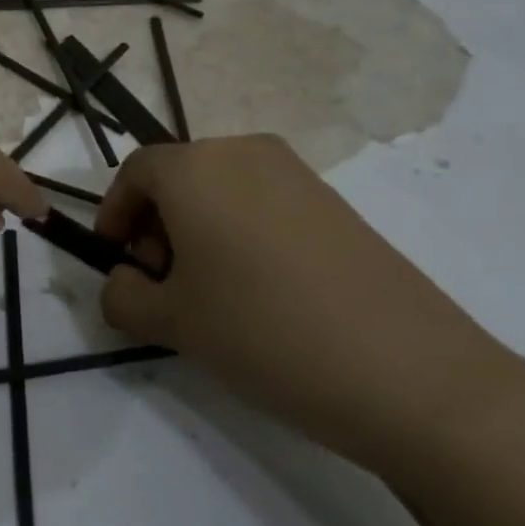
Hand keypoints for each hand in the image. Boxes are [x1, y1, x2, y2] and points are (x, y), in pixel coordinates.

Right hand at [94, 135, 515, 471]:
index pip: (135, 172)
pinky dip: (241, 234)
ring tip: (210, 294)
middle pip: (179, 177)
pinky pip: (264, 204)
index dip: (114, 214)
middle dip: (156, 226)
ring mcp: (297, 174)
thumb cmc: (264, 332)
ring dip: (198, 231)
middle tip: (162, 285)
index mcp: (196, 167)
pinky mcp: (335, 203)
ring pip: (222, 190)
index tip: (116, 261)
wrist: (410, 373)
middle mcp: (245, 152)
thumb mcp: (172, 322)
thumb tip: (123, 284)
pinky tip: (259, 292)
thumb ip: (123, 297)